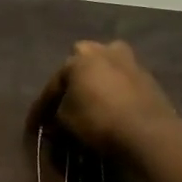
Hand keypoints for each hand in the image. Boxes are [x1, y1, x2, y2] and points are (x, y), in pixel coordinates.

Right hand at [27, 41, 179, 156]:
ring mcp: (129, 60)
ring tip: (88, 104)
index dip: (41, 108)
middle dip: (71, 84)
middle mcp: (103, 50)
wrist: (148, 131)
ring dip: (95, 84)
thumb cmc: (99, 121)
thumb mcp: (65, 121)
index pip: (53, 84)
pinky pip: (120, 82)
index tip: (34, 126)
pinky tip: (108, 107)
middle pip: (80, 67)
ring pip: (103, 71)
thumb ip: (56, 115)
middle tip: (64, 105)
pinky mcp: (147, 76)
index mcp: (79, 58)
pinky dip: (112, 91)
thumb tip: (54, 120)